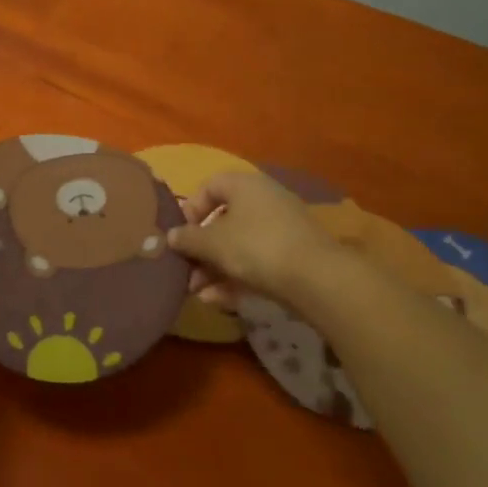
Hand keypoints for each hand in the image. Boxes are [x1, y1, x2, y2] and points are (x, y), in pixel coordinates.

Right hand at [167, 170, 336, 310]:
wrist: (317, 278)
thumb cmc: (255, 247)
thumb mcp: (212, 243)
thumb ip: (187, 239)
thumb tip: (171, 236)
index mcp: (244, 185)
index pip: (209, 187)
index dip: (190, 209)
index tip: (181, 235)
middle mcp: (264, 199)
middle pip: (223, 220)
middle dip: (201, 250)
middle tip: (187, 272)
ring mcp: (282, 227)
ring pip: (239, 244)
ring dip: (215, 268)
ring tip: (199, 293)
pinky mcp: (294, 254)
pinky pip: (257, 260)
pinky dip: (237, 277)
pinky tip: (219, 301)